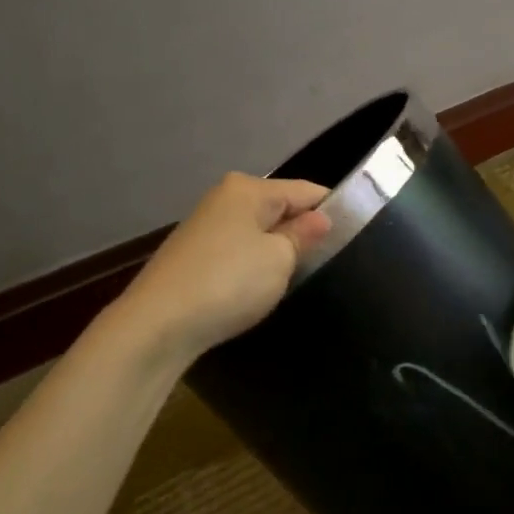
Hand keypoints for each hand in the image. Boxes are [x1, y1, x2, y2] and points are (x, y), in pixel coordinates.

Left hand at [120, 173, 330, 362]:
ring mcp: (205, 226)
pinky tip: (258, 288)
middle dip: (302, 231)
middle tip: (328, 263)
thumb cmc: (228, 283)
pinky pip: (238, 250)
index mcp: (249, 189)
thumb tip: (320, 218)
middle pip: (280, 208)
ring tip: (295, 278)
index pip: (307, 190)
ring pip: (258, 231)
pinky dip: (253, 265)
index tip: (356, 236)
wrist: (157, 325)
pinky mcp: (193, 255)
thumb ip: (303, 235)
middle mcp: (225, 198)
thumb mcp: (279, 259)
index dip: (333, 211)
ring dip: (277, 250)